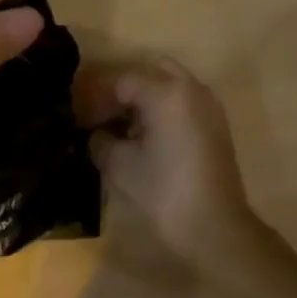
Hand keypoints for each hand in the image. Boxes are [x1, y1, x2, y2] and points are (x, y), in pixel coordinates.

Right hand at [74, 57, 264, 281]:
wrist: (215, 227)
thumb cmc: (163, 192)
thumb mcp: (119, 165)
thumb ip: (101, 140)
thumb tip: (97, 134)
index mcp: (166, 92)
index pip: (122, 80)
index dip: (96, 97)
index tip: (80, 119)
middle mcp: (191, 88)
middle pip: (149, 70)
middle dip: (123, 88)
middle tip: (102, 113)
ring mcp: (208, 105)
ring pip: (169, 83)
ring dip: (144, 96)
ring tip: (122, 126)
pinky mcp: (216, 124)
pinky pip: (184, 100)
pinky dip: (162, 107)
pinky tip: (145, 135)